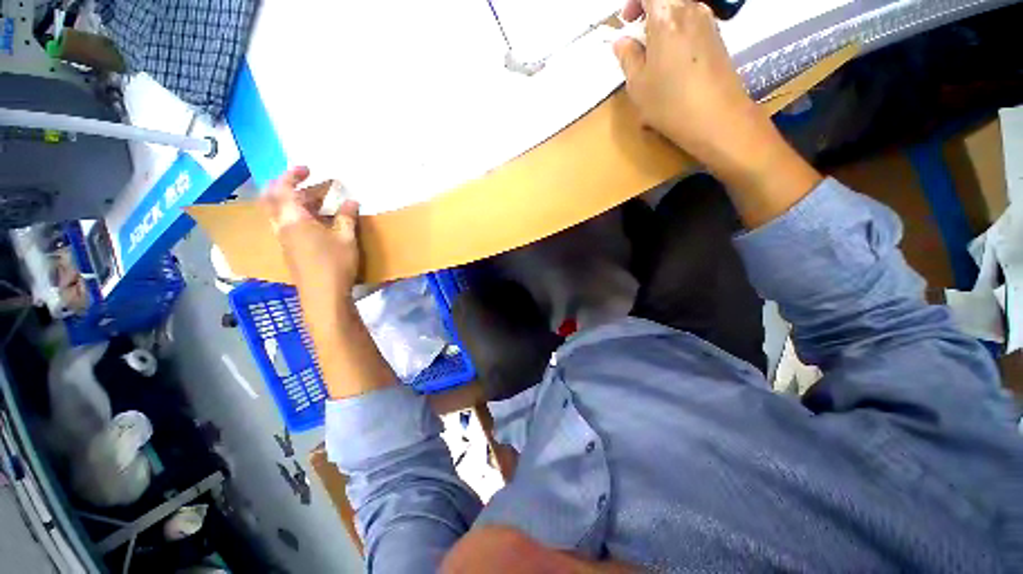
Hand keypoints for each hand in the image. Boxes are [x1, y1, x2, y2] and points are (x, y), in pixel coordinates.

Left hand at [262, 166, 360, 319]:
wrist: (323, 296)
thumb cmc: (335, 263)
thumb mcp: (346, 238)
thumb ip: (347, 217)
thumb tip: (351, 201)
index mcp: (293, 219)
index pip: (284, 189)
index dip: (292, 175)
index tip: (307, 169)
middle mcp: (282, 227)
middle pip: (273, 200)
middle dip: (288, 186)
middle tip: (309, 182)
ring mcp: (284, 241)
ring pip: (280, 213)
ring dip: (294, 203)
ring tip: (317, 202)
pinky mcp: (290, 252)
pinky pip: (286, 226)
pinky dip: (297, 217)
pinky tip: (316, 223)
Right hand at [614, 0, 768, 170]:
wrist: (717, 118)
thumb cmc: (670, 102)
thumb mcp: (638, 84)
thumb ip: (627, 57)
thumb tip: (622, 42)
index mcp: (666, 15)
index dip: (635, 1)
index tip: (627, 21)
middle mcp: (691, 9)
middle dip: (648, 11)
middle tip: (637, 38)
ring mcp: (708, 22)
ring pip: (681, 10)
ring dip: (663, 24)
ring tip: (654, 55)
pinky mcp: (718, 38)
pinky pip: (692, 24)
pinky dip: (678, 33)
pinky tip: (672, 63)